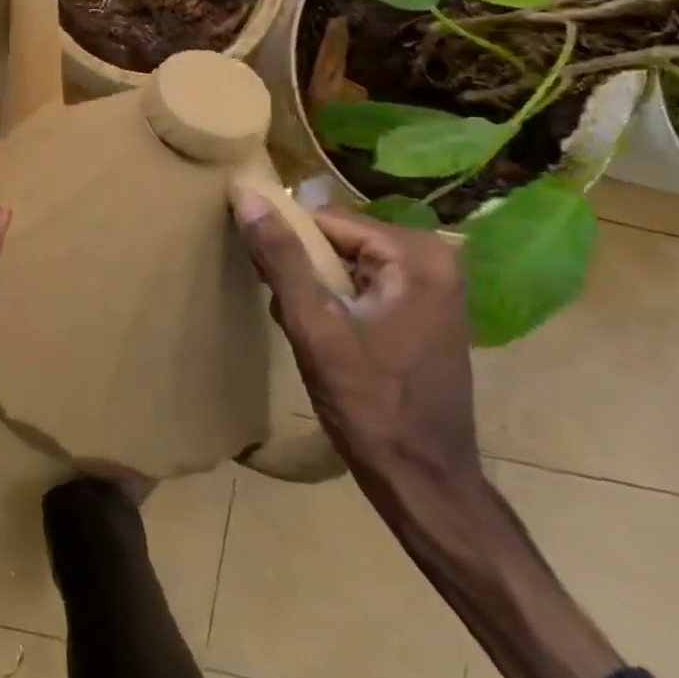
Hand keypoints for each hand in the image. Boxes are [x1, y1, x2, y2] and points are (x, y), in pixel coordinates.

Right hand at [228, 190, 483, 516]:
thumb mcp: (315, 325)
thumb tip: (245, 194)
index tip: (257, 271)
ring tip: (295, 324)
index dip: (286, 241)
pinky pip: (362, 288)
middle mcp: (433, 262)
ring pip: (346, 266)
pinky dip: (333, 304)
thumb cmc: (371, 404)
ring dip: (313, 288)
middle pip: (339, 241)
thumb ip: (281, 257)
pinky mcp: (422, 316)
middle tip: (280, 306)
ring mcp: (432, 291)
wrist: (424, 483)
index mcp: (416, 255)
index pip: (326, 221)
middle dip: (300, 268)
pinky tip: (318, 336)